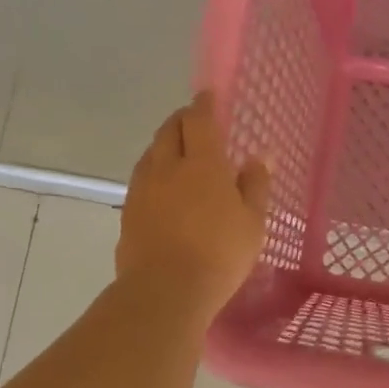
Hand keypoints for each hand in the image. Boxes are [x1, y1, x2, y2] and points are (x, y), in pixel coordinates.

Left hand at [117, 93, 269, 321]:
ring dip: (165, 146)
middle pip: (169, 130)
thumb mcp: (252, 222)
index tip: (208, 95)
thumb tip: (260, 156)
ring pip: (151, 154)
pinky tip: (162, 190)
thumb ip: (256, 185)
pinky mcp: (128, 214)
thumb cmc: (220, 254)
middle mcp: (167, 167)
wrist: (165, 291)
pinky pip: (141, 181)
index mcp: (202, 164)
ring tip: (178, 154)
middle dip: (182, 120)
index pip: (200, 120)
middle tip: (195, 122)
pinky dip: (154, 174)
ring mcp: (142, 190)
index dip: (204, 104)